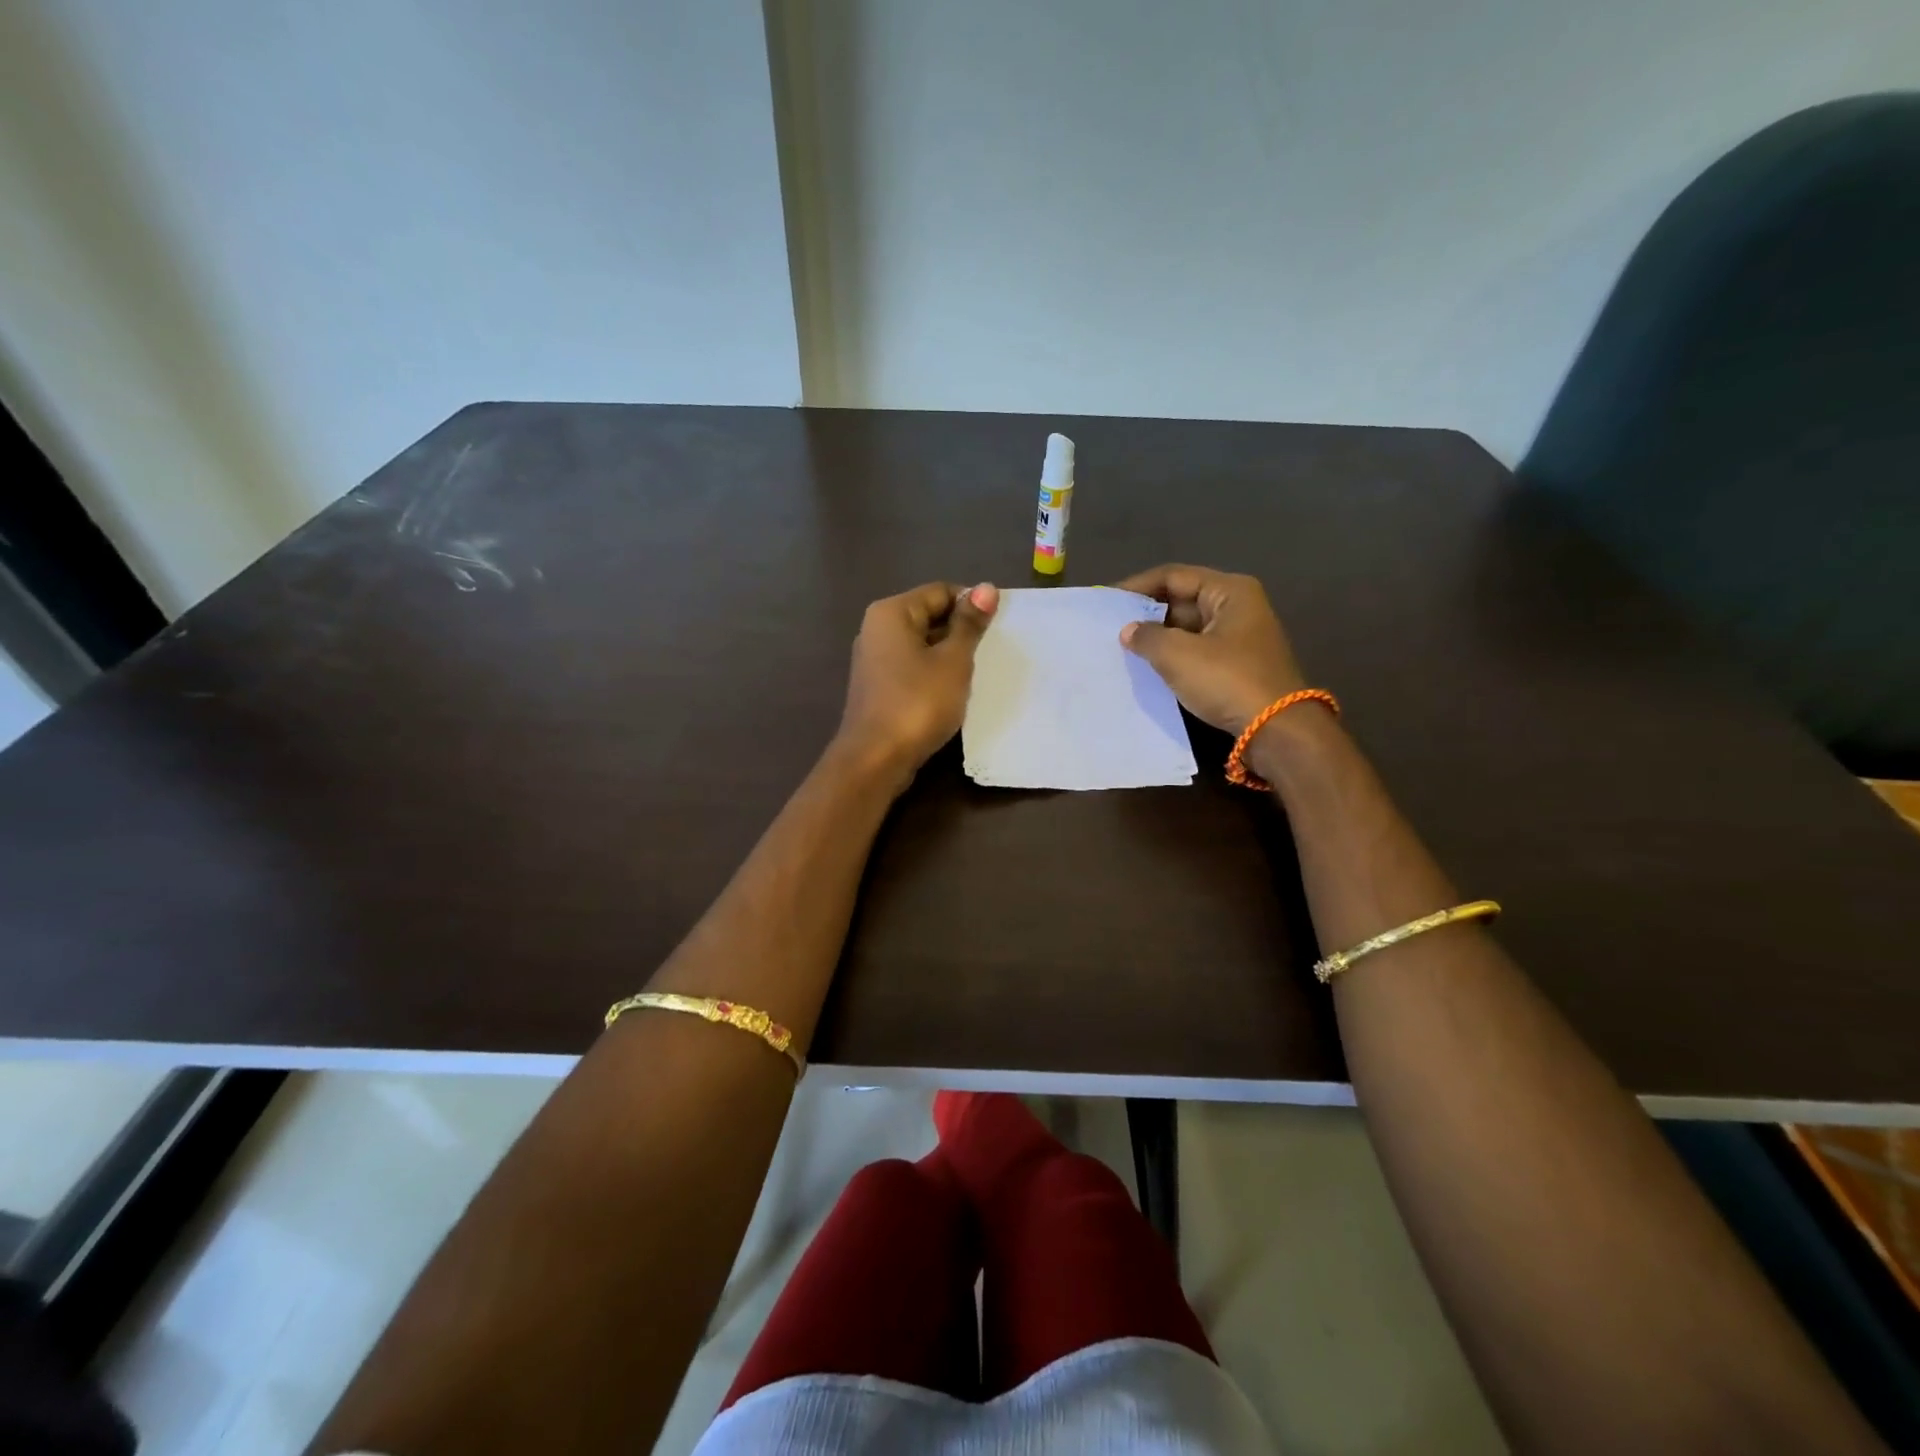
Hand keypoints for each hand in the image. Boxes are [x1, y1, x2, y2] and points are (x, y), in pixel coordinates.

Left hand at [836, 581, 998, 785]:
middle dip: (961, 631)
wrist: (875, 759)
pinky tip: (953, 693)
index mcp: (891, 612)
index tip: (998, 628)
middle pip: (929, 616)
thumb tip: (986, 588)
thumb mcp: (953, 661)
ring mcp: (874, 660)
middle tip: (992, 652)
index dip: (973, 605)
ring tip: (977, 673)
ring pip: (922, 645)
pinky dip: (934, 674)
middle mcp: (877, 629)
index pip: (940, 591)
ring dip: (949, 655)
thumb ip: (969, 624)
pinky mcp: (879, 687)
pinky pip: (913, 668)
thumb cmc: (917, 703)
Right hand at [1116, 564, 1306, 735]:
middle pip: (1181, 600)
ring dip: (1158, 638)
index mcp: (1229, 591)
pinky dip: (1173, 657)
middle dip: (1147, 614)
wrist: (1276, 730)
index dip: (1137, 586)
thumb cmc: (1227, 680)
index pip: (1173, 576)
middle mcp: (1237, 608)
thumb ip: (1147, 637)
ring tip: (1123, 649)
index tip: (1106, 601)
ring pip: (1187, 629)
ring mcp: (1239, 638)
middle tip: (1110, 628)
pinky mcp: (1236, 666)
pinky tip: (1148, 668)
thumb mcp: (1178, 655)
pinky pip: (1196, 652)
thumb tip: (1129, 631)